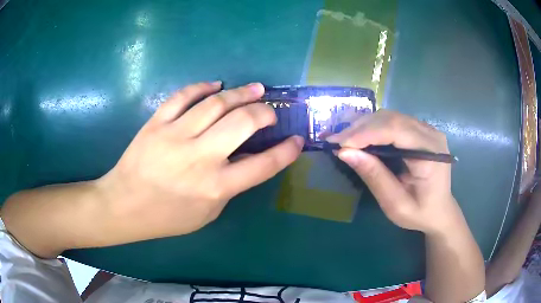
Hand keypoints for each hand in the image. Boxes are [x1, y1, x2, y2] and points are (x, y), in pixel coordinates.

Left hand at [98, 82, 302, 241]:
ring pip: (216, 104)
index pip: (263, 165)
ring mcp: (175, 136)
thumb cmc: (166, 217)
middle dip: (264, 113)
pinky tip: (216, 85)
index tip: (296, 140)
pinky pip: (183, 97)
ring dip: (241, 93)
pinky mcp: (156, 123)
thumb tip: (248, 159)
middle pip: (242, 123)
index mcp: (215, 187)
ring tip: (256, 89)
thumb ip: (230, 187)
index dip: (286, 151)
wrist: (124, 205)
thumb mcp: (207, 213)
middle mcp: (199, 158)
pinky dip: (202, 87)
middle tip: (269, 112)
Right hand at [328, 109, 460, 233]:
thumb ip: (374, 177)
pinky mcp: (420, 130)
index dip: (365, 133)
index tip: (338, 144)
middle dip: (360, 127)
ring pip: (390, 116)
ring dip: (364, 125)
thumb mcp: (395, 204)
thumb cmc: (420, 213)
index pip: (396, 130)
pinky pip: (393, 121)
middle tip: (334, 140)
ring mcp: (426, 129)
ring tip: (343, 138)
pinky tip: (359, 136)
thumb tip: (345, 152)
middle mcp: (430, 134)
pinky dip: (373, 127)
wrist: (440, 211)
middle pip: (391, 119)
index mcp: (431, 154)